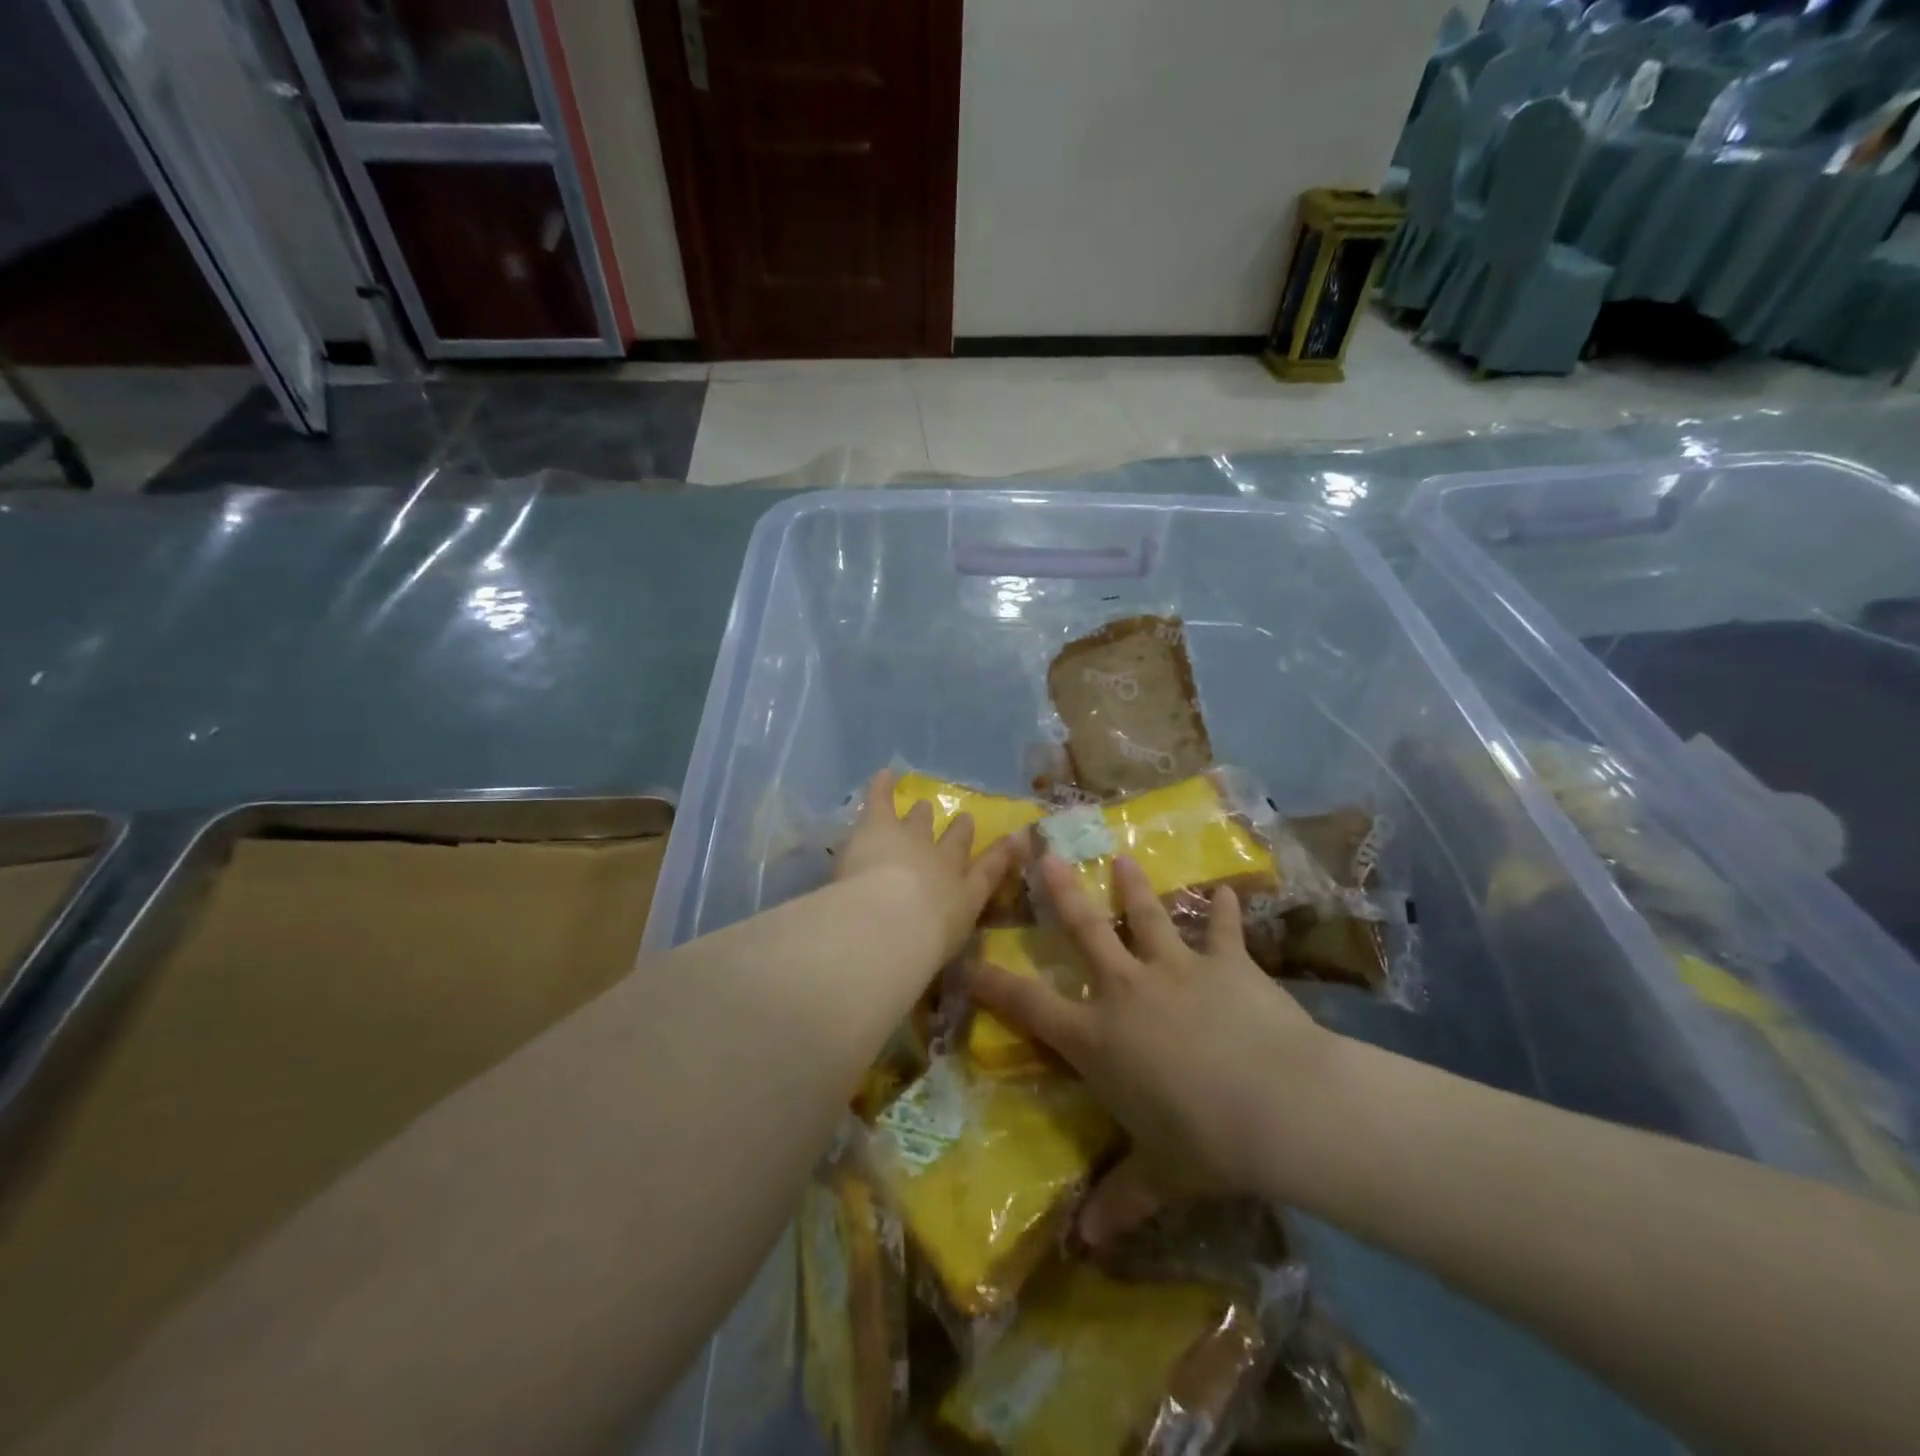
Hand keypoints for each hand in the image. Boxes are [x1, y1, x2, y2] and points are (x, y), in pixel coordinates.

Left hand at [836, 768, 1021, 964]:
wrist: (891, 922)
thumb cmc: (919, 949)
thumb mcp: (941, 950)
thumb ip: (944, 948)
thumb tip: (945, 955)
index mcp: (965, 896)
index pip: (988, 872)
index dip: (1001, 854)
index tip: (1015, 838)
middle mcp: (946, 862)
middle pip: (956, 841)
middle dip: (960, 831)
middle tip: (964, 820)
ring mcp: (914, 838)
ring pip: (920, 820)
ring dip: (921, 813)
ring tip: (922, 805)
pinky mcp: (881, 824)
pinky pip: (882, 799)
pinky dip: (883, 786)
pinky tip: (884, 774)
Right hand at [966, 853, 1330, 1244]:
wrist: (1281, 1107)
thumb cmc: (1206, 1143)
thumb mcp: (1160, 1177)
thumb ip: (1122, 1200)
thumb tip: (1088, 1243)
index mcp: (1098, 1037)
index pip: (1030, 1007)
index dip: (994, 985)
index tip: (969, 961)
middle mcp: (1128, 990)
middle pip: (1086, 931)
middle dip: (1063, 894)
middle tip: (1048, 855)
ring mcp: (1178, 968)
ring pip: (1147, 916)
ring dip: (1134, 887)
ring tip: (1122, 859)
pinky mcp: (1227, 963)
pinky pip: (1224, 930)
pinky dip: (1226, 911)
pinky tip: (1229, 892)